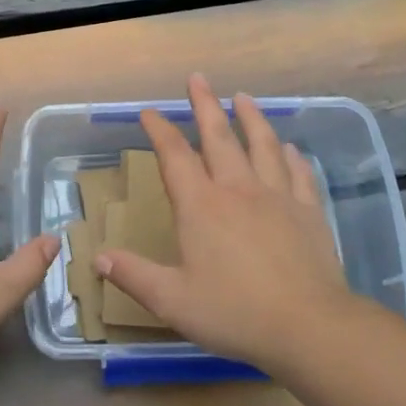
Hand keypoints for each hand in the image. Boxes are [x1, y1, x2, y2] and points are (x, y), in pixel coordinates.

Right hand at [94, 73, 361, 371]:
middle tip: (198, 78)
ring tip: (244, 97)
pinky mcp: (308, 212)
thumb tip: (97, 258)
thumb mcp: (172, 300)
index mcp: (201, 206)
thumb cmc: (234, 312)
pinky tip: (290, 147)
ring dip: (251, 118)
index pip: (175, 156)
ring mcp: (277, 197)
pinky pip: (299, 174)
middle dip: (205, 105)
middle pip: (219, 137)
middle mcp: (238, 190)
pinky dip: (291, 156)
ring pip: (262, 145)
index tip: (149, 111)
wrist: (308, 327)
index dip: (160, 130)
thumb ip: (134, 275)